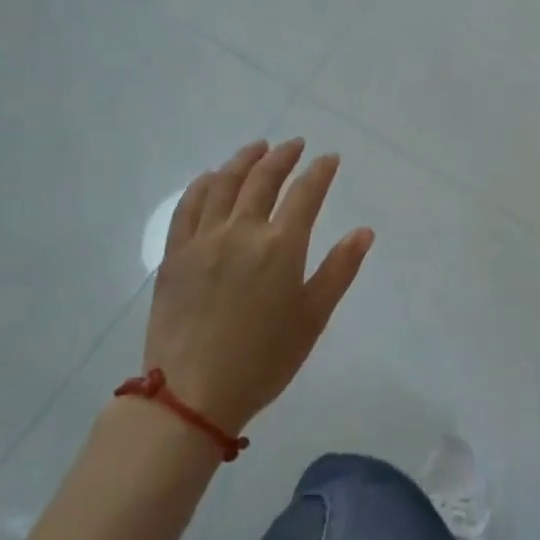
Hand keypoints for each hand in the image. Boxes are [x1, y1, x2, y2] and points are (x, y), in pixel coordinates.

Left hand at [146, 138, 373, 434]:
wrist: (192, 394)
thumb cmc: (263, 360)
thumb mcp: (313, 318)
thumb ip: (339, 270)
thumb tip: (364, 232)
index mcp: (281, 247)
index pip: (306, 194)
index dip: (320, 172)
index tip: (329, 158)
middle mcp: (242, 231)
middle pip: (263, 179)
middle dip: (283, 156)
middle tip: (295, 144)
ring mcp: (203, 240)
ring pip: (223, 184)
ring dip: (243, 160)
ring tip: (257, 148)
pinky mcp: (174, 254)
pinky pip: (187, 207)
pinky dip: (202, 185)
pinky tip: (210, 178)